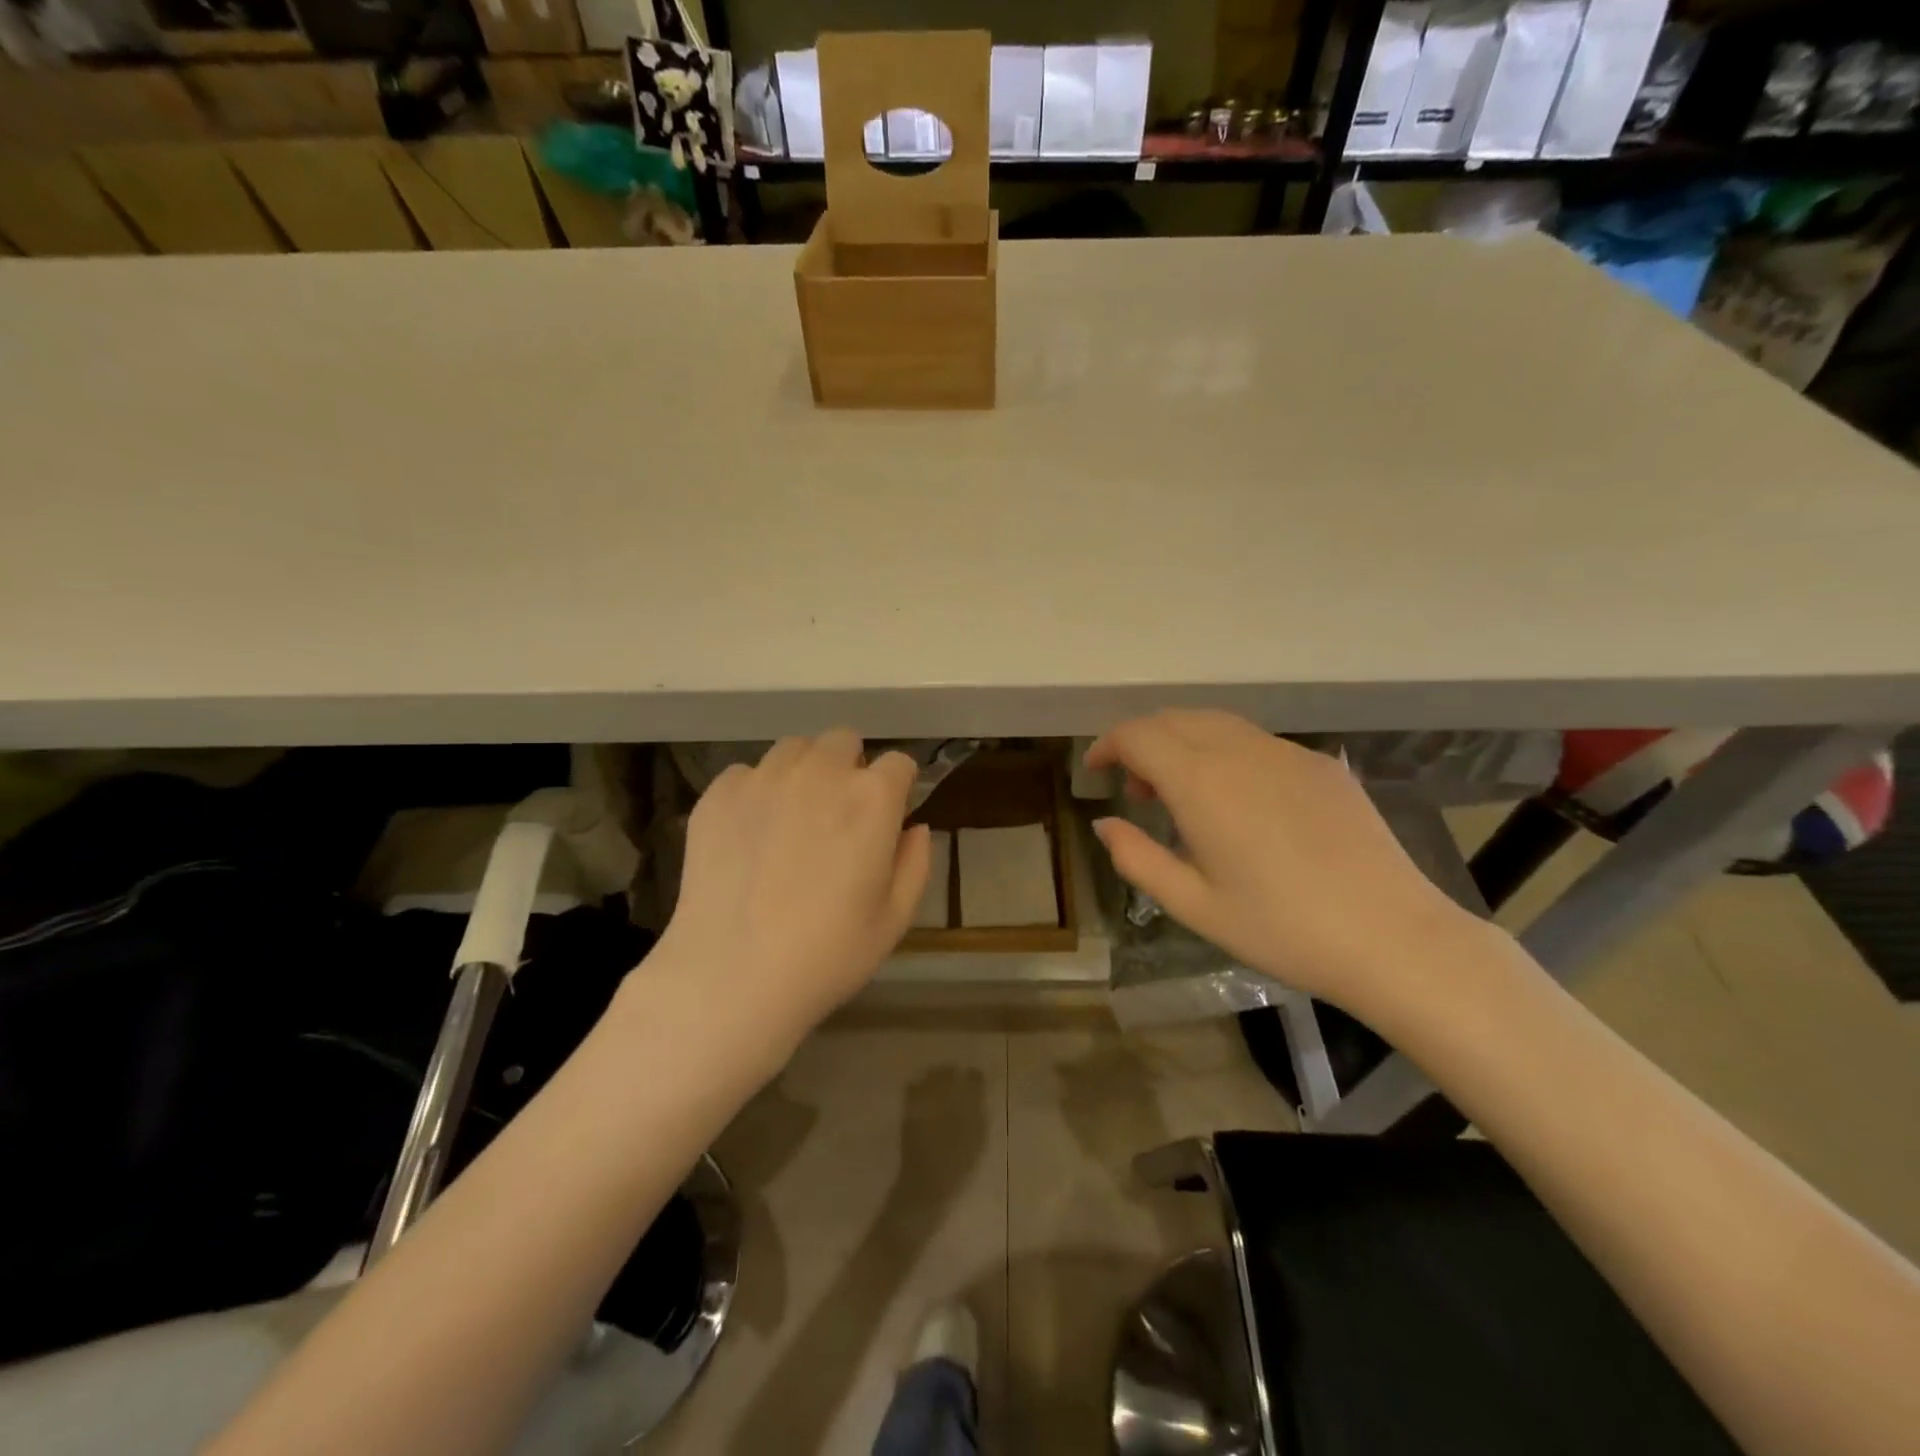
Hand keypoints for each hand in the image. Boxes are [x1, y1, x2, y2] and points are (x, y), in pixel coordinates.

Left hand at [652, 730, 930, 1054]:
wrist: (732, 975)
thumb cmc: (827, 954)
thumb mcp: (894, 919)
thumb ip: (915, 863)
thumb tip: (915, 828)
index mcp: (871, 798)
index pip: (899, 763)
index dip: (898, 788)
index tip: (888, 816)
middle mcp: (820, 772)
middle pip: (843, 741)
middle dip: (849, 768)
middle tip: (838, 816)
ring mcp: (764, 778)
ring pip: (794, 749)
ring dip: (803, 772)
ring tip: (792, 818)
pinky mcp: (719, 793)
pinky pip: (747, 773)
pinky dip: (756, 792)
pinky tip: (750, 835)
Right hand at [1086, 710, 1486, 1016]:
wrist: (1393, 938)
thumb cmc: (1281, 929)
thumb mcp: (1193, 905)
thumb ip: (1137, 858)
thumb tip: (1105, 824)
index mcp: (1202, 783)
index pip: (1139, 735)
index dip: (1108, 745)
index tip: (1096, 770)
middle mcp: (1241, 752)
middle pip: (1175, 719)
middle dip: (1143, 742)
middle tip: (1136, 790)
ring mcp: (1287, 753)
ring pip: (1217, 724)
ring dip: (1183, 744)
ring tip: (1182, 794)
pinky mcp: (1321, 766)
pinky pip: (1256, 741)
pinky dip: (1225, 753)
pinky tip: (1238, 801)